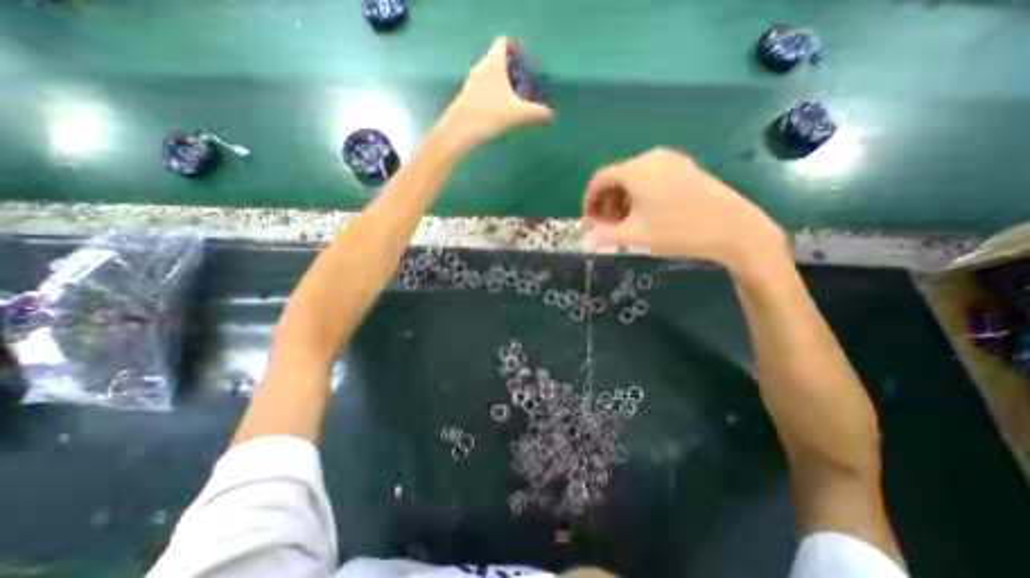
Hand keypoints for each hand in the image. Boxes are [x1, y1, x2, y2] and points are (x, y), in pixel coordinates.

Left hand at [440, 36, 554, 146]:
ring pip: (488, 77)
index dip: (514, 48)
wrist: (460, 130)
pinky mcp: (465, 98)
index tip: (523, 61)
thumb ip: (537, 113)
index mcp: (493, 64)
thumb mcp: (519, 114)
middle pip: (496, 60)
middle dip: (509, 71)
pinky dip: (491, 96)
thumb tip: (550, 116)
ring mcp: (470, 83)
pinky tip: (497, 114)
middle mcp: (480, 68)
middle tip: (521, 86)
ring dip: (499, 85)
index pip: (503, 42)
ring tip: (510, 102)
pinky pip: (481, 91)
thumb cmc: (491, 115)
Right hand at [577, 146, 789, 268]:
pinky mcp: (686, 169)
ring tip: (625, 224)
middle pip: (617, 178)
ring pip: (635, 179)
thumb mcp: (634, 236)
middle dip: (606, 203)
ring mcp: (672, 162)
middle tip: (607, 227)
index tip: (589, 221)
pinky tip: (646, 215)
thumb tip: (587, 239)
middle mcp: (652, 158)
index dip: (589, 201)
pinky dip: (640, 196)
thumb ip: (604, 236)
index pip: (600, 179)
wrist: (733, 229)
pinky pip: (652, 179)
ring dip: (623, 201)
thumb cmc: (677, 231)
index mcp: (636, 170)